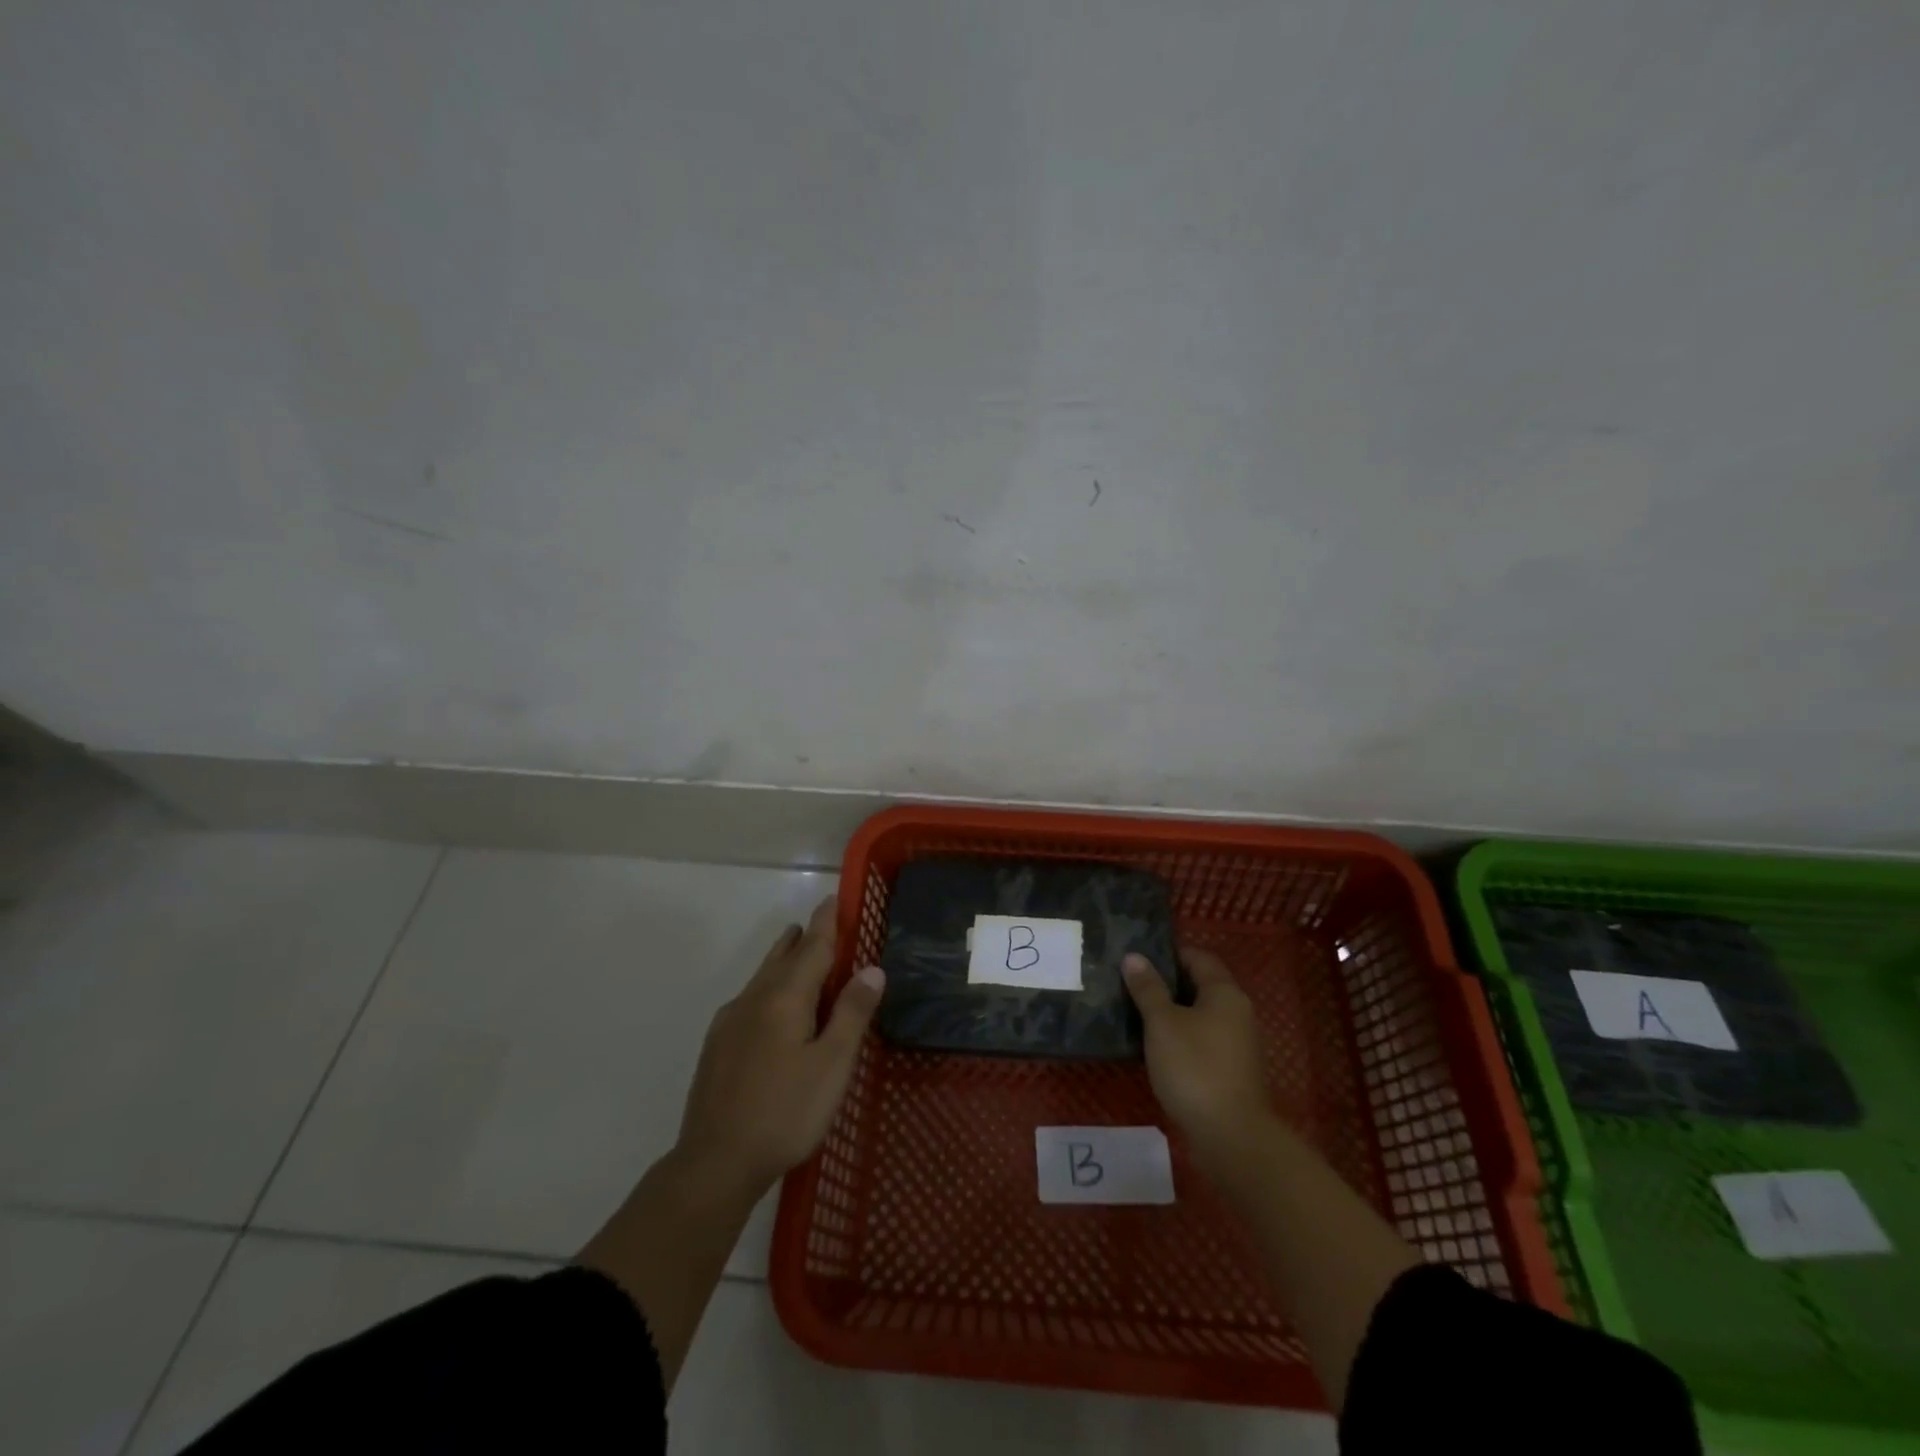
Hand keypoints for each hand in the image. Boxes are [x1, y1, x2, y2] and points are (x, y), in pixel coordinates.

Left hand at [673, 896, 884, 1202]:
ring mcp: (730, 1022)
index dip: (826, 923)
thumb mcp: (832, 1065)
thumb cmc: (785, 1112)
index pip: (812, 947)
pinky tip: (770, 1007)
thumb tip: (872, 969)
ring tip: (795, 948)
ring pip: (762, 977)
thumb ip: (852, 1013)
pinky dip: (769, 987)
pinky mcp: (717, 1045)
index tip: (834, 899)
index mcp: (785, 998)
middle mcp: (754, 999)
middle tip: (819, 923)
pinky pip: (749, 999)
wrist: (714, 1162)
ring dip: (783, 959)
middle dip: (802, 938)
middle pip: (782, 956)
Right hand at [1122, 946, 1269, 1162]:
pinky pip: (1203, 1041)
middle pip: (1201, 986)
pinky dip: (1182, 1038)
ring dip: (1173, 1013)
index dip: (1169, 954)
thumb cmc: (1194, 1067)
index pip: (1198, 957)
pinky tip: (1157, 1049)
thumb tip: (1134, 957)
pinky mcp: (1232, 1071)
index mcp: (1224, 993)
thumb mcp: (1162, 1023)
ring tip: (1137, 1015)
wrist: (1231, 1136)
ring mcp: (1238, 1044)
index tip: (1138, 959)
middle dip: (1167, 984)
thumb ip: (1148, 988)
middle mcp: (1237, 1012)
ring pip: (1201, 1015)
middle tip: (1131, 985)